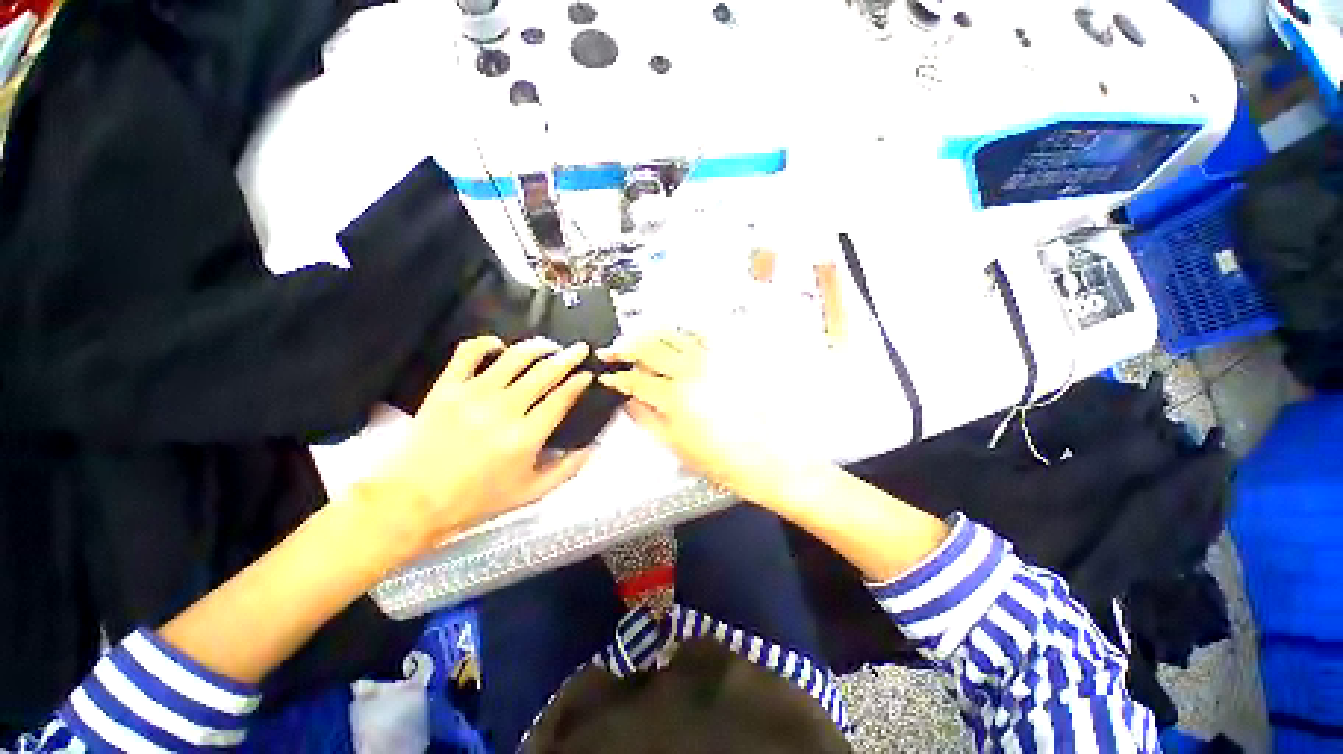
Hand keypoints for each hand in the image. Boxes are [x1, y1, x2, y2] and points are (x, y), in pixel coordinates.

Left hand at [367, 336, 595, 562]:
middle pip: (544, 372)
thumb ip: (567, 470)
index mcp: (526, 436)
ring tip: (550, 345)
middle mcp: (504, 409)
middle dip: (569, 357)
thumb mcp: (531, 494)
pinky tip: (499, 345)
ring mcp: (473, 394)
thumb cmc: (477, 500)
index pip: (561, 398)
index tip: (588, 374)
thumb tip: (592, 448)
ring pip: (514, 357)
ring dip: (537, 346)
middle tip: (580, 349)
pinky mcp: (447, 387)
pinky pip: (469, 352)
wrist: (414, 500)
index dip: (578, 382)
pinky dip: (487, 342)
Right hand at [597, 331, 814, 504]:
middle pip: (648, 347)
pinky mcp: (727, 358)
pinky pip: (700, 335)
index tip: (608, 376)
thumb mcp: (676, 446)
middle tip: (614, 350)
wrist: (767, 455)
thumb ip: (648, 420)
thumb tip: (630, 403)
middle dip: (625, 346)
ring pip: (672, 335)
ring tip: (638, 338)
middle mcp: (690, 372)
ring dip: (650, 334)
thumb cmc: (723, 458)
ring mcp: (711, 361)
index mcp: (674, 398)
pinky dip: (682, 333)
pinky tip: (676, 338)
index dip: (617, 377)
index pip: (635, 380)